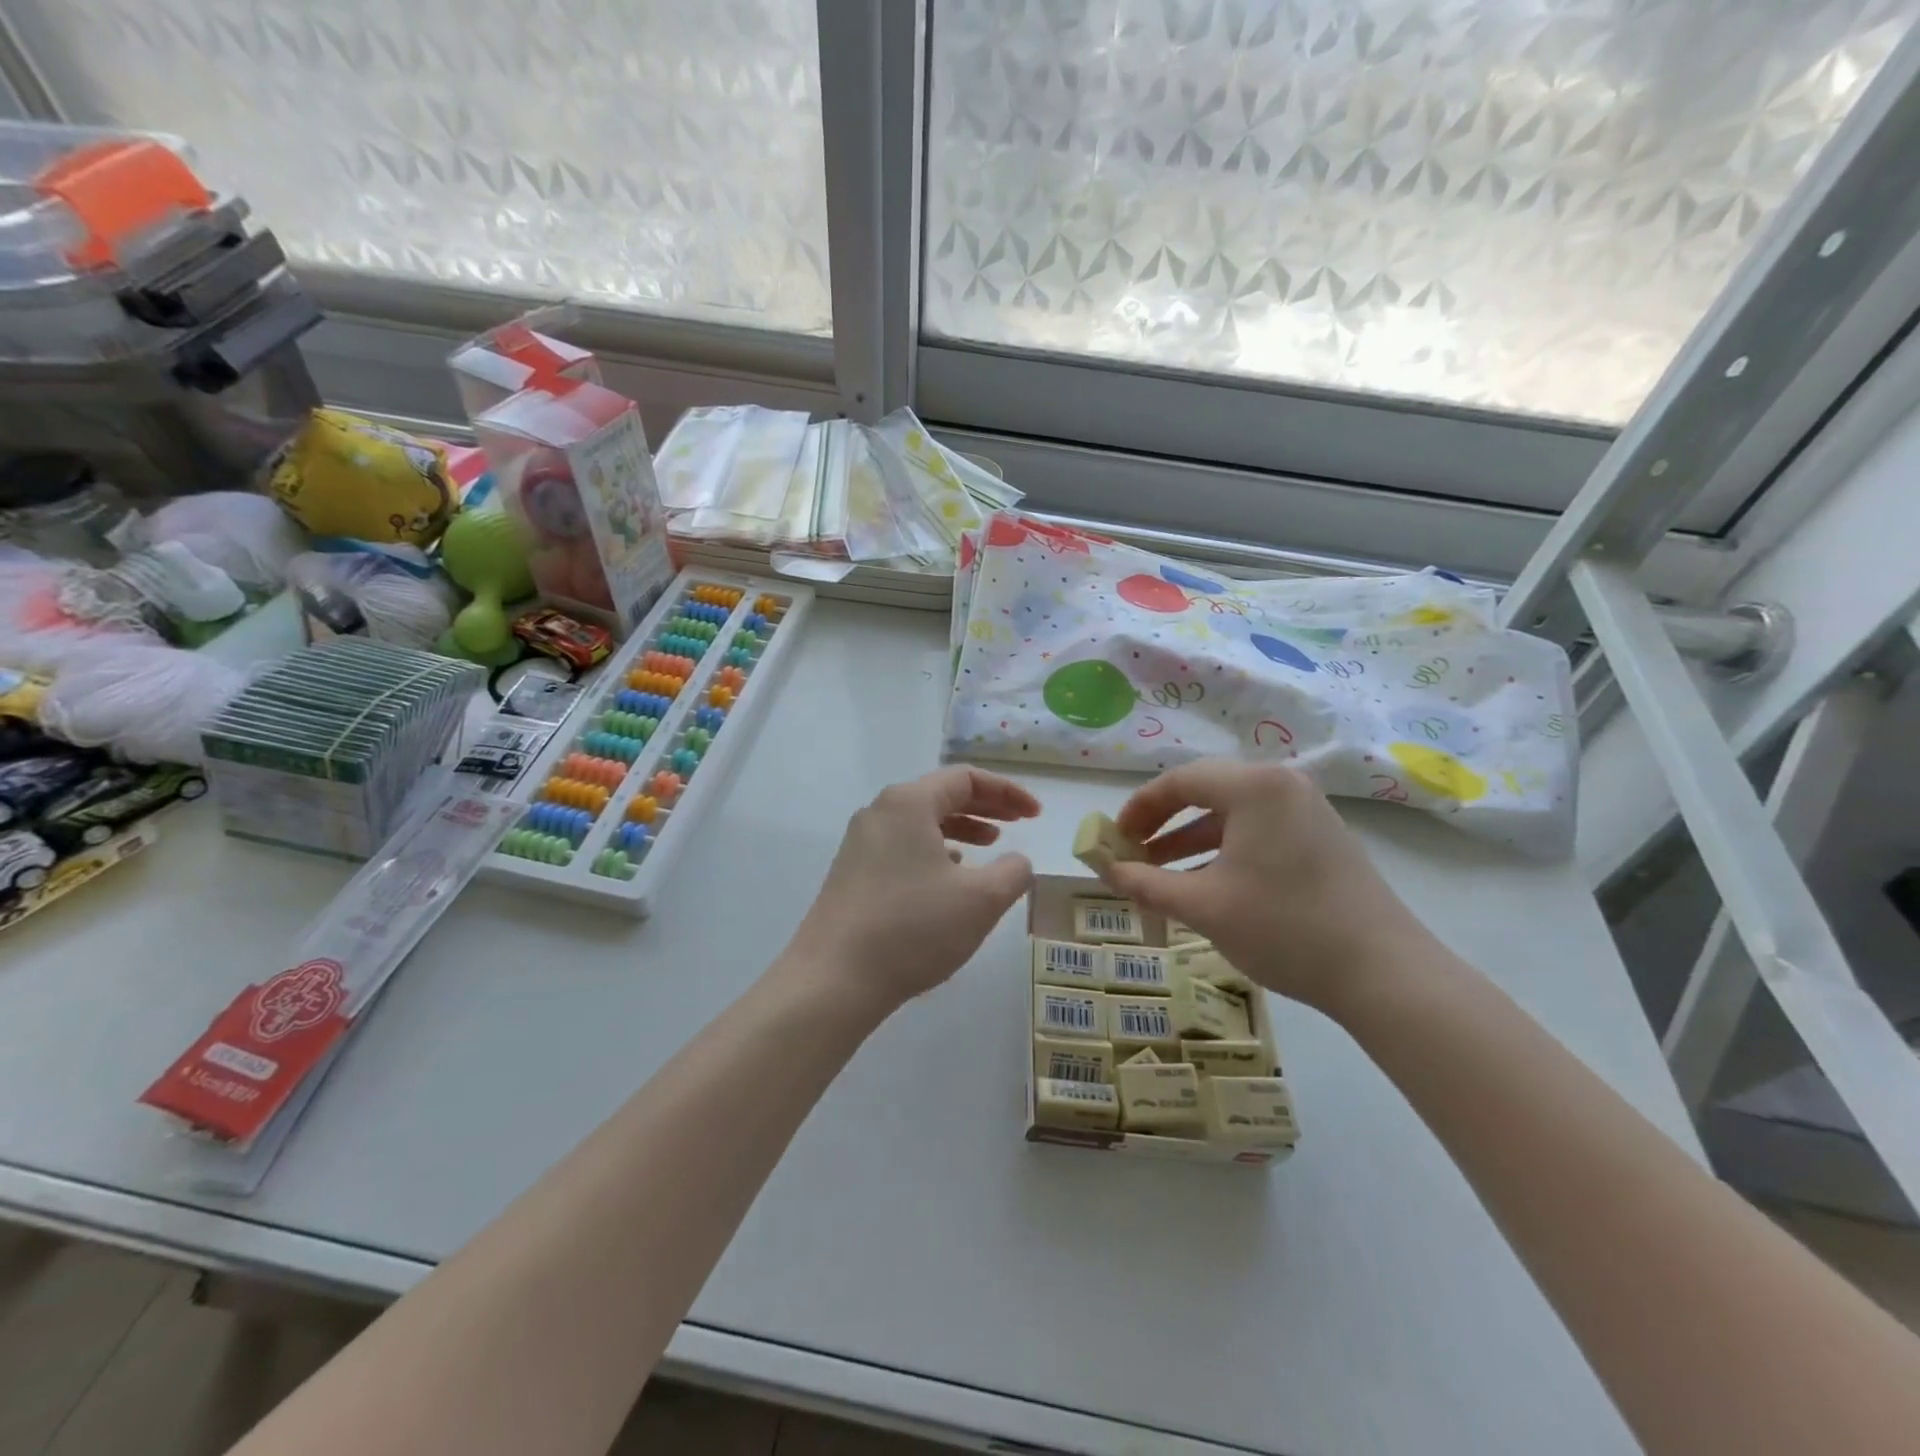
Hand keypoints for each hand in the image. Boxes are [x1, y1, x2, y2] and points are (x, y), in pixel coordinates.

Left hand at [788, 767, 1039, 1012]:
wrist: (833, 979)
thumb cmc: (913, 928)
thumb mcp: (981, 900)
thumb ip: (1013, 872)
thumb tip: (1017, 861)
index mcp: (908, 803)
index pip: (966, 778)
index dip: (1007, 792)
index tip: (1036, 815)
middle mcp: (880, 812)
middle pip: (941, 795)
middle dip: (986, 807)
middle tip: (1020, 823)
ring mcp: (860, 843)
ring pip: (921, 822)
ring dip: (961, 829)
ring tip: (990, 847)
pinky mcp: (851, 873)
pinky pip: (903, 846)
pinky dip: (935, 852)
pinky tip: (949, 879)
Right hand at [1101, 759, 1434, 1013]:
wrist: (1384, 973)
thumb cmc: (1285, 928)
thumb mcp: (1204, 906)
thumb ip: (1146, 883)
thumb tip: (1106, 869)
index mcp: (1255, 787)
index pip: (1180, 781)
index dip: (1138, 808)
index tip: (1113, 838)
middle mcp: (1283, 785)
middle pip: (1206, 791)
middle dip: (1162, 823)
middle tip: (1132, 852)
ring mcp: (1308, 811)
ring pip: (1232, 815)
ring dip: (1190, 840)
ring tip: (1158, 872)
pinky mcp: (1322, 839)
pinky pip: (1258, 831)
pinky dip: (1223, 851)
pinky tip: (1205, 883)